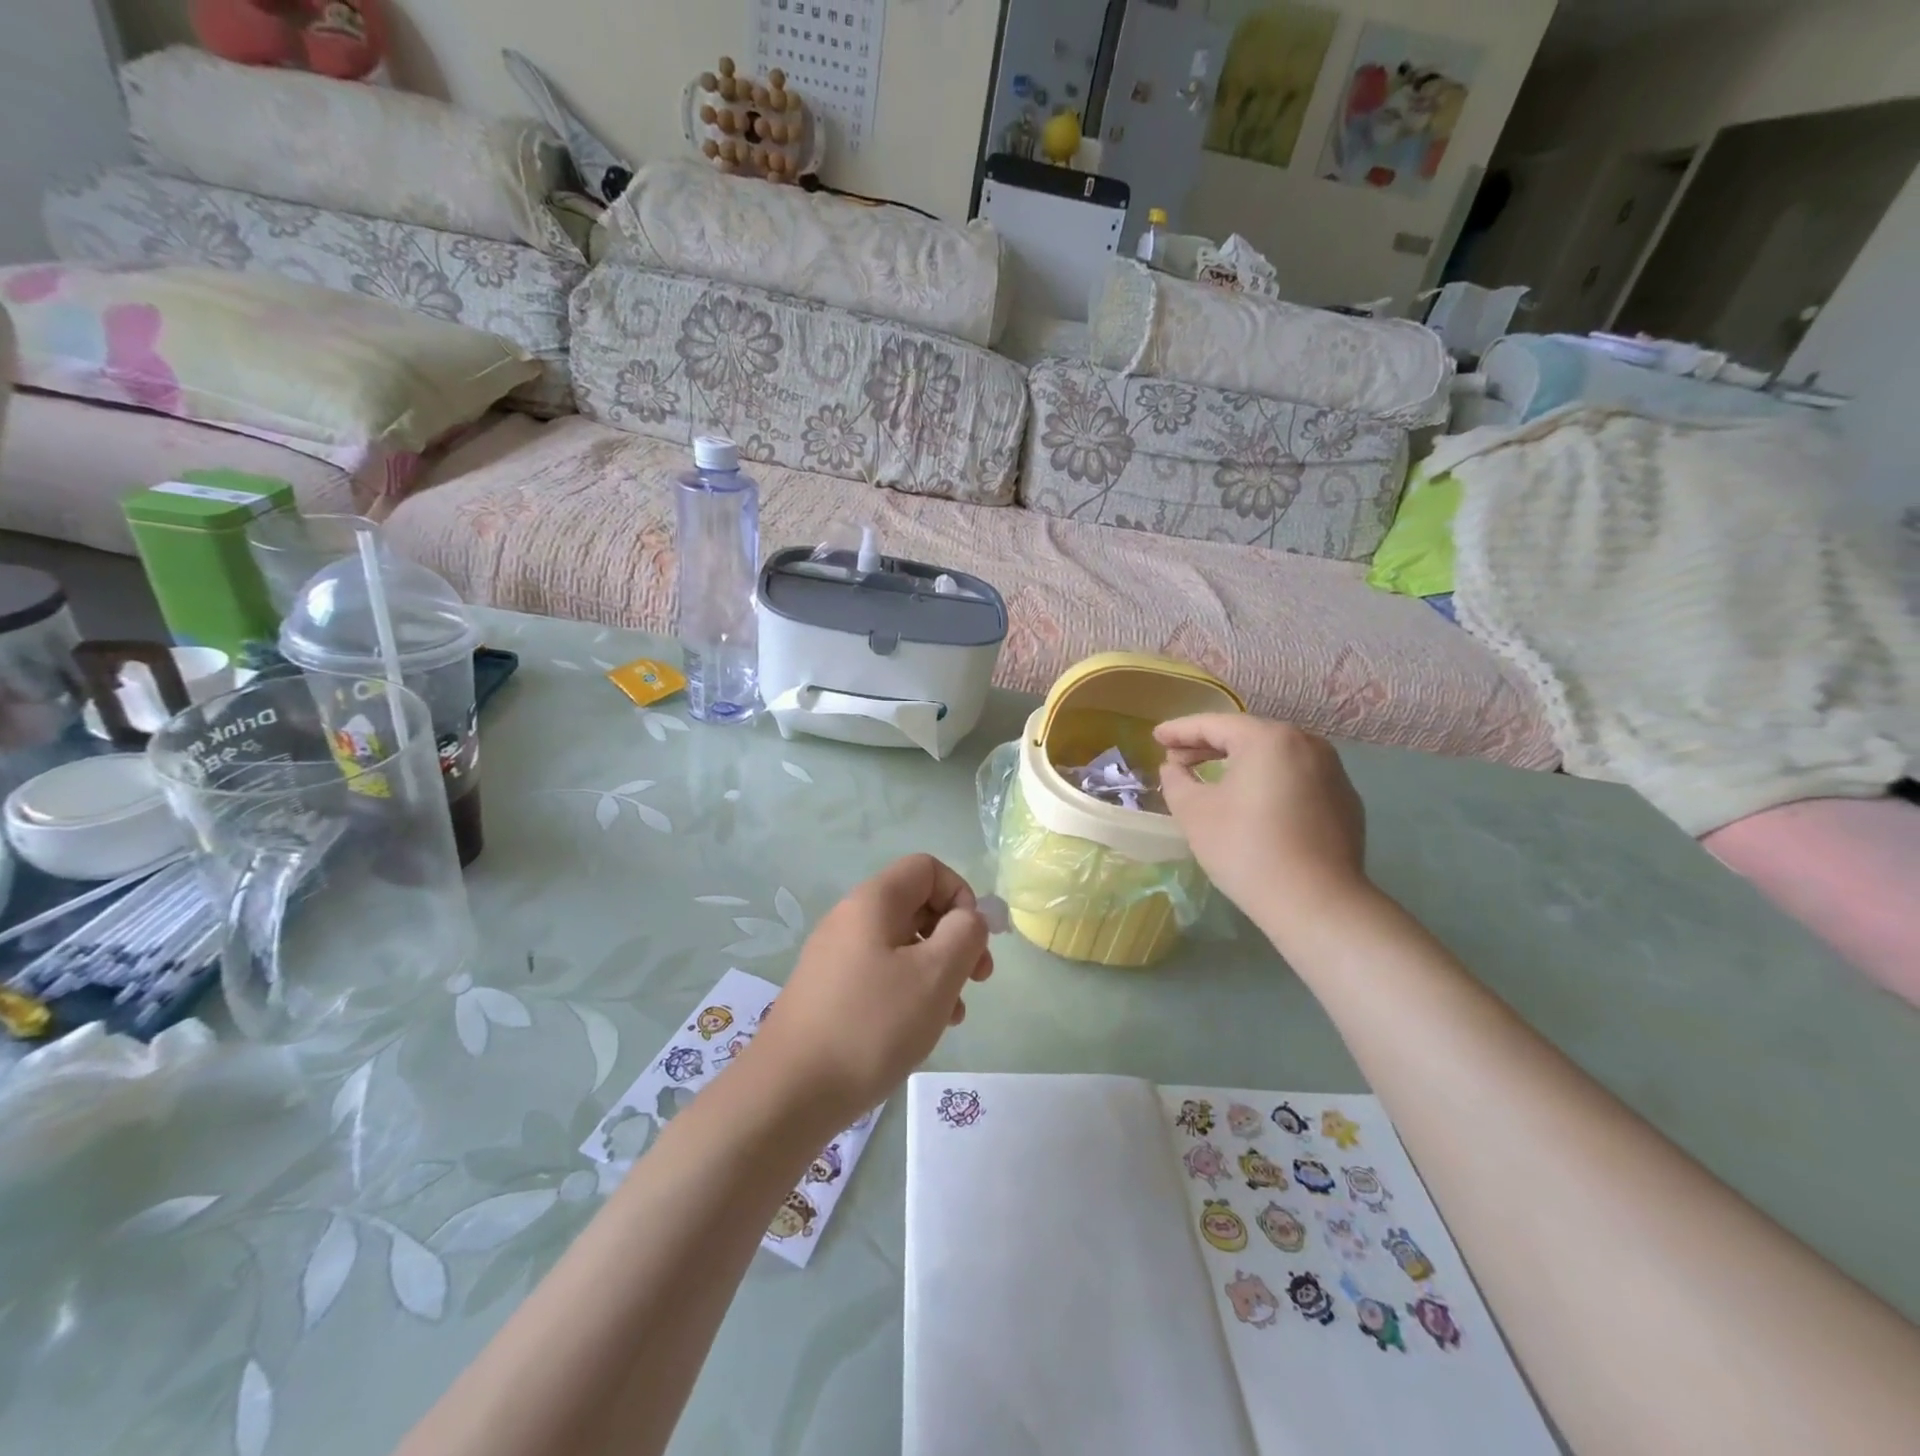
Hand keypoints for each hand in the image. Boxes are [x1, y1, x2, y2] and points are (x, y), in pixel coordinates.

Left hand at [743, 855, 992, 1130]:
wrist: (789, 1093)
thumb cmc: (871, 1025)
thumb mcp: (935, 975)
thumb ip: (965, 934)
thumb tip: (969, 918)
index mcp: (873, 901)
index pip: (927, 868)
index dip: (960, 895)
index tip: (973, 941)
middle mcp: (850, 919)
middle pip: (916, 905)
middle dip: (954, 937)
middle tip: (978, 979)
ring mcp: (835, 957)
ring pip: (902, 945)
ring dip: (936, 971)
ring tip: (952, 1015)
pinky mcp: (829, 992)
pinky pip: (880, 974)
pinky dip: (909, 992)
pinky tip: (920, 1030)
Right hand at [1155, 715, 1371, 944]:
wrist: (1315, 903)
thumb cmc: (1246, 848)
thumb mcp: (1194, 812)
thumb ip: (1177, 781)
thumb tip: (1174, 768)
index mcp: (1269, 739)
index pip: (1214, 725)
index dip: (1180, 731)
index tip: (1156, 737)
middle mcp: (1307, 744)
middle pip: (1248, 737)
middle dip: (1209, 746)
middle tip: (1177, 759)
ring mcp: (1333, 773)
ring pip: (1275, 758)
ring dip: (1240, 764)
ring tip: (1212, 778)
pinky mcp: (1345, 802)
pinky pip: (1297, 780)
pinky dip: (1269, 783)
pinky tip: (1253, 804)